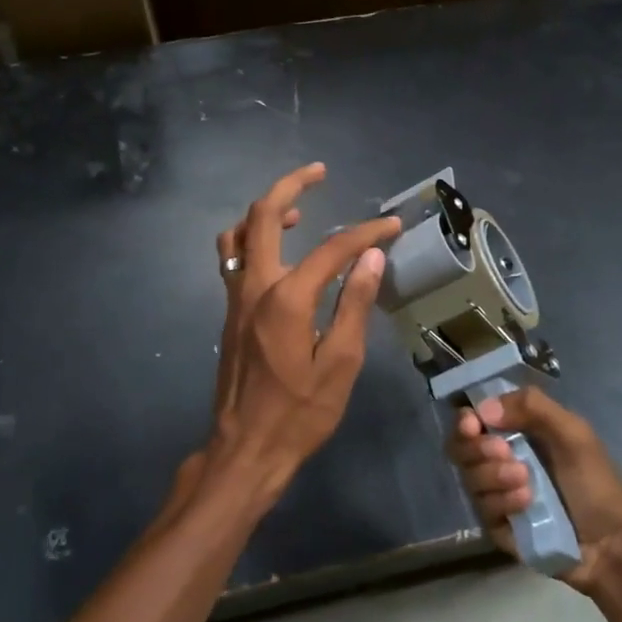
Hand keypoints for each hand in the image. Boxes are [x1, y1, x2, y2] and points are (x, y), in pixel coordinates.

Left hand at [204, 163, 400, 508]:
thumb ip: (355, 304)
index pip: (332, 249)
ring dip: (267, 212)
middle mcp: (254, 286)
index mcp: (286, 299)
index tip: (392, 226)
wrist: (245, 449)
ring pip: (239, 234)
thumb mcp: (340, 364)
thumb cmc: (299, 413)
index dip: (365, 233)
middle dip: (291, 186)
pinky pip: (234, 257)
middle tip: (319, 172)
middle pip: (263, 216)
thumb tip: (373, 257)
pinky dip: (254, 238)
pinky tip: (280, 252)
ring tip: (301, 211)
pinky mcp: (229, 312)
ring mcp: (234, 298)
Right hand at [447, 386, 621, 592]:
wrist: (611, 544)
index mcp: (516, 432)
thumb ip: (533, 407)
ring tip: (528, 484)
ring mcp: (496, 494)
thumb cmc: (595, 482)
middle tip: (505, 452)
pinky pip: (482, 509)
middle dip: (479, 449)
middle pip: (460, 448)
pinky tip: (527, 505)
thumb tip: (483, 408)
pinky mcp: (497, 526)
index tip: (472, 425)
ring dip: (495, 476)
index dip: (465, 420)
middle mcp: (499, 460)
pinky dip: (504, 503)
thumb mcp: (573, 433)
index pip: (472, 419)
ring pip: (470, 478)